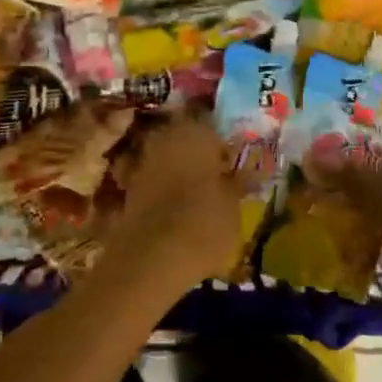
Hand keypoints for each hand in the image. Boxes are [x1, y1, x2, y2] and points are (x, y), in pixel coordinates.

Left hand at [104, 113, 250, 292]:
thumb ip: (239, 183)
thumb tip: (254, 171)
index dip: (222, 141)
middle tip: (215, 172)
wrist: (152, 258)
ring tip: (195, 190)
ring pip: (166, 155)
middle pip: (184, 135)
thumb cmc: (205, 223)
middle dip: (197, 151)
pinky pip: (150, 177)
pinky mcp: (127, 186)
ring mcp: (143, 160)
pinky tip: (173, 205)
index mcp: (197, 131)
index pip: (212, 122)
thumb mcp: (234, 205)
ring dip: (177, 167)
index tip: (232, 159)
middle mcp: (166, 136)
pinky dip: (160, 185)